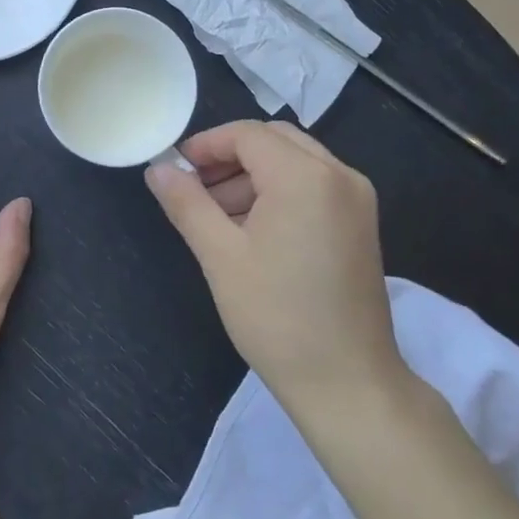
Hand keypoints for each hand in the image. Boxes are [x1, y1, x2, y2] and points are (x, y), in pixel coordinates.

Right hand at [146, 120, 408, 419]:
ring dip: (253, 175)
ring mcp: (356, 198)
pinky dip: (279, 192)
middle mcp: (339, 175)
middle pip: (274, 140)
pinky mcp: (361, 223)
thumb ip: (187, 203)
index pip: (248, 135)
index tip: (175, 169)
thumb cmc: (277, 318)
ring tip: (216, 216)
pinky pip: (314, 185)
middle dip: (229, 157)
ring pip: (295, 161)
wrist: (348, 383)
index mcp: (306, 177)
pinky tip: (252, 229)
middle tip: (194, 189)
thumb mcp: (220, 256)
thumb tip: (157, 169)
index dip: (206, 145)